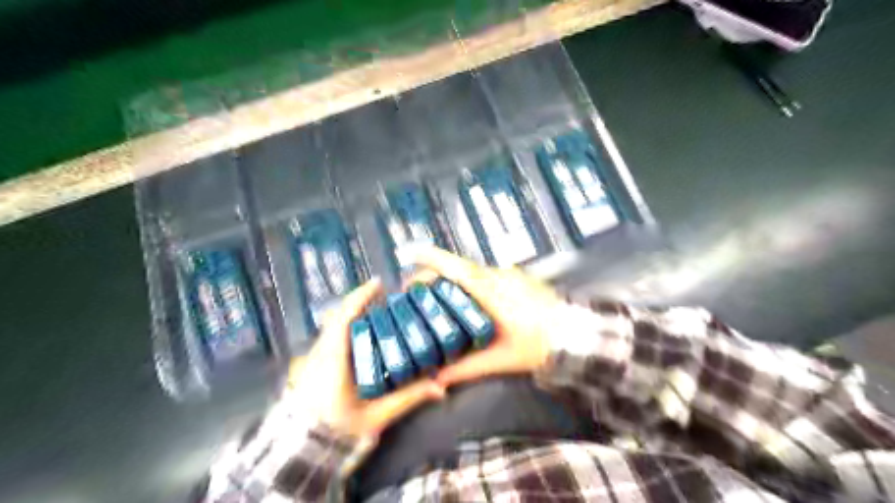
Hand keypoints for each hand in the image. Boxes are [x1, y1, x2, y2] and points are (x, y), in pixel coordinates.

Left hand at [287, 277, 442, 437]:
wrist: (303, 448)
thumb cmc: (339, 429)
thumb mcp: (377, 415)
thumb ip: (408, 398)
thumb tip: (441, 387)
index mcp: (334, 359)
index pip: (345, 318)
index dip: (360, 297)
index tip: (378, 283)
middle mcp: (321, 350)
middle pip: (338, 315)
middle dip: (360, 300)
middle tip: (385, 295)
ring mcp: (313, 355)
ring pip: (332, 323)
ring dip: (352, 311)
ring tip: (376, 307)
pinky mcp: (312, 361)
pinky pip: (329, 333)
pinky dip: (345, 323)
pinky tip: (360, 329)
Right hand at [408, 249, 560, 385]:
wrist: (578, 335)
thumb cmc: (539, 345)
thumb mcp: (501, 359)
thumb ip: (467, 368)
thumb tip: (438, 377)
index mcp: (492, 291)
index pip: (455, 268)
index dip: (432, 258)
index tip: (411, 253)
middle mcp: (499, 276)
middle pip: (459, 268)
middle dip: (435, 275)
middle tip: (417, 292)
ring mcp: (510, 275)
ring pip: (473, 273)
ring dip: (454, 281)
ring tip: (438, 299)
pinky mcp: (519, 278)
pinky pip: (486, 277)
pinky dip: (470, 285)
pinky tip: (468, 303)